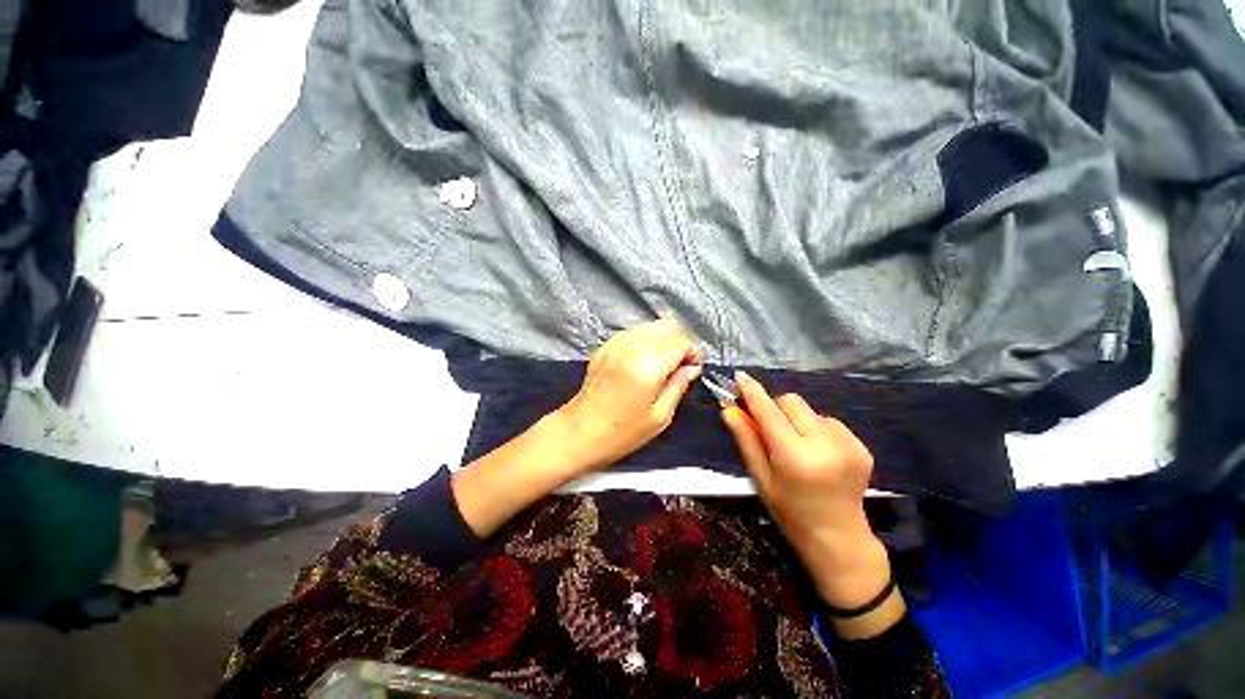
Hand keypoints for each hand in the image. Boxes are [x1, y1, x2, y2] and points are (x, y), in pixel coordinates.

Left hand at [556, 319, 702, 472]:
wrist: (579, 432)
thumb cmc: (623, 432)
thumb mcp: (660, 416)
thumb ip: (678, 386)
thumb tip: (691, 368)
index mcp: (647, 366)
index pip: (680, 341)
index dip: (693, 352)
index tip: (693, 368)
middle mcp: (631, 347)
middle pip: (666, 326)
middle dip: (680, 341)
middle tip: (681, 364)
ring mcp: (615, 344)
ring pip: (649, 325)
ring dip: (663, 339)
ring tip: (663, 361)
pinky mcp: (604, 347)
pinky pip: (632, 332)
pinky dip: (645, 339)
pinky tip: (643, 359)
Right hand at [721, 372, 893, 620]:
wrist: (838, 536)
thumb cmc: (789, 510)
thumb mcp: (760, 477)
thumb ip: (746, 440)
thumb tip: (728, 409)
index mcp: (794, 456)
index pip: (768, 412)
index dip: (753, 392)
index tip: (740, 376)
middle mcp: (824, 444)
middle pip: (792, 401)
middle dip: (776, 407)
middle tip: (770, 428)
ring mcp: (847, 444)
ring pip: (810, 410)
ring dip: (797, 420)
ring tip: (798, 446)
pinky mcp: (861, 445)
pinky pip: (828, 421)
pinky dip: (816, 429)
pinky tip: (817, 452)